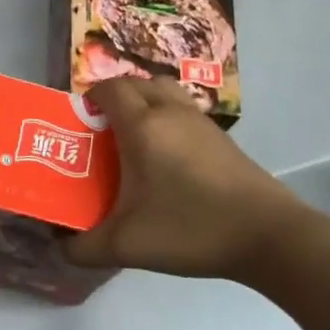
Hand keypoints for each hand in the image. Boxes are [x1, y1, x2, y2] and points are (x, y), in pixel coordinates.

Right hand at [66, 77, 313, 282]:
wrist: (270, 237)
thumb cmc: (191, 228)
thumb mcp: (127, 245)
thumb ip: (83, 247)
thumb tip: (60, 246)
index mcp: (142, 126)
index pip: (109, 88)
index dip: (89, 98)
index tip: (79, 122)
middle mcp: (171, 113)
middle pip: (137, 83)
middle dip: (114, 98)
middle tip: (101, 129)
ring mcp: (201, 123)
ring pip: (165, 93)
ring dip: (144, 104)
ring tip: (132, 138)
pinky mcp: (223, 139)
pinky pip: (184, 111)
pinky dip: (167, 120)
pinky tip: (165, 159)